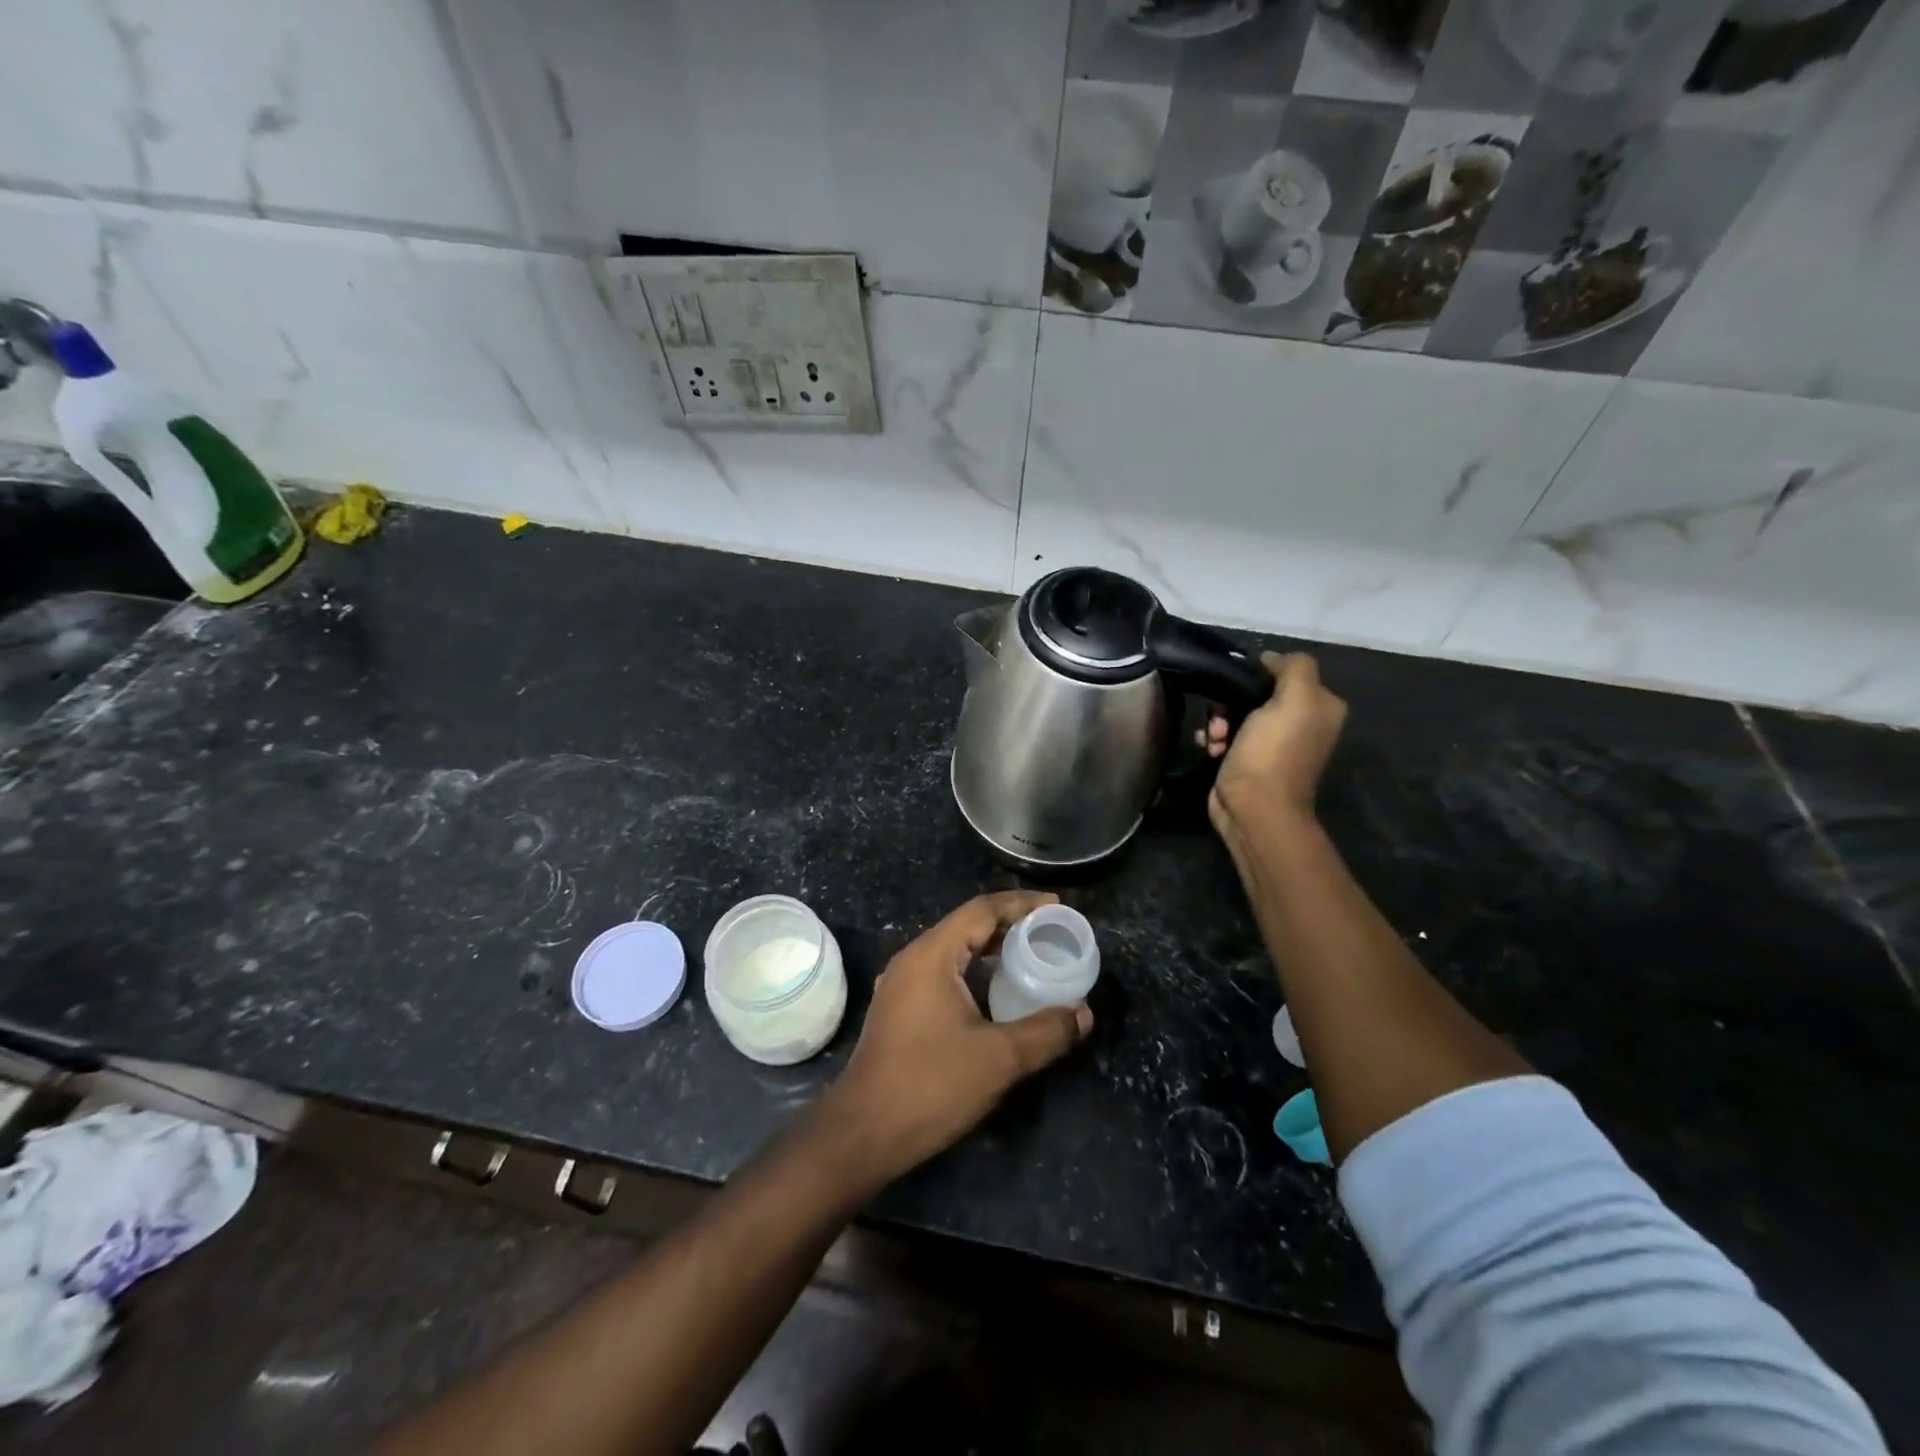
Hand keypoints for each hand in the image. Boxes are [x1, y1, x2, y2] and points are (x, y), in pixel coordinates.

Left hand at [815, 892, 1091, 1188]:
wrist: (863, 1133)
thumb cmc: (931, 1085)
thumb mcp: (999, 1058)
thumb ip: (1046, 1032)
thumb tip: (1083, 1013)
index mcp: (931, 955)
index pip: (981, 910)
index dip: (1022, 904)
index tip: (1057, 907)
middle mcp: (913, 959)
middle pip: (967, 925)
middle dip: (1010, 924)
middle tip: (1050, 933)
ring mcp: (902, 984)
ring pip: (954, 950)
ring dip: (991, 948)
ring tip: (1030, 956)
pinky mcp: (900, 1008)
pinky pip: (943, 972)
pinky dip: (974, 970)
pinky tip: (996, 991)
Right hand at [1200, 651, 1347, 829]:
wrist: (1253, 808)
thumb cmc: (1273, 752)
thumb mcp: (1295, 699)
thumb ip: (1293, 667)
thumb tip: (1271, 659)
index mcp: (1321, 706)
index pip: (1286, 671)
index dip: (1259, 674)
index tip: (1239, 686)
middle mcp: (1302, 723)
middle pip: (1258, 693)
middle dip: (1232, 702)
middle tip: (1221, 718)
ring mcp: (1274, 744)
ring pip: (1237, 714)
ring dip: (1219, 722)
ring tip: (1214, 738)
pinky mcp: (1249, 760)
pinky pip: (1227, 735)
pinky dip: (1214, 739)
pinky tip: (1210, 748)